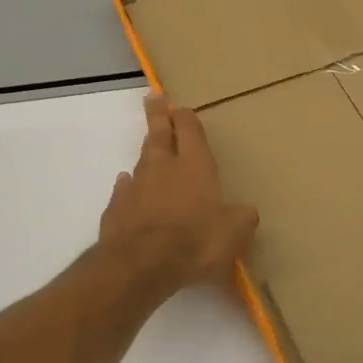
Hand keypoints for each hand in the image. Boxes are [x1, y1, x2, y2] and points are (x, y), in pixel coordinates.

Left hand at [99, 93, 258, 295]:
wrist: (140, 264)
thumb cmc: (195, 241)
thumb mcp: (234, 232)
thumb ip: (241, 218)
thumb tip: (246, 212)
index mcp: (194, 165)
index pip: (190, 130)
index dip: (186, 118)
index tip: (181, 108)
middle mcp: (163, 168)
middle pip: (159, 134)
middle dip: (158, 116)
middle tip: (153, 98)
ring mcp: (135, 187)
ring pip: (141, 160)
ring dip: (147, 151)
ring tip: (148, 145)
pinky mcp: (116, 209)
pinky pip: (124, 190)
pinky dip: (127, 185)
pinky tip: (127, 185)